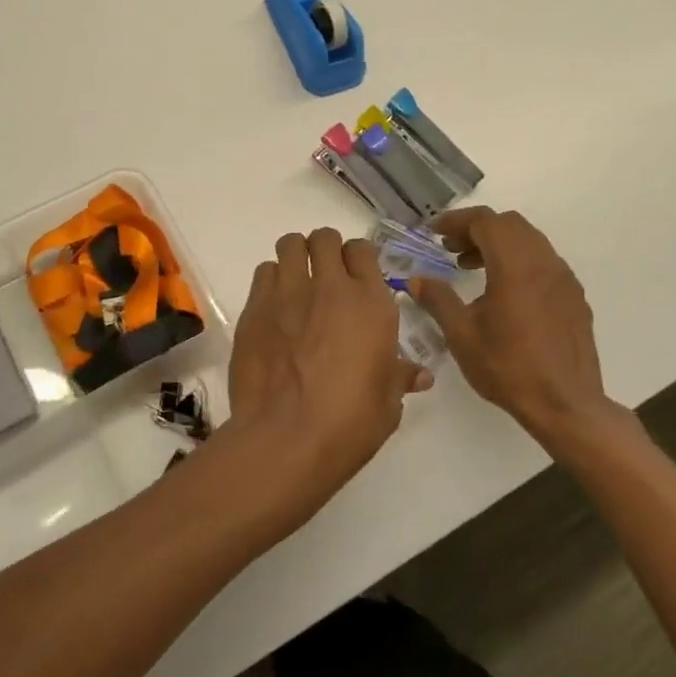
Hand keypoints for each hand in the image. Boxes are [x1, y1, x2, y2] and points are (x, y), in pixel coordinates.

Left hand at [214, 228, 432, 519]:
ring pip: (289, 245)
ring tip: (295, 284)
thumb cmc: (350, 423)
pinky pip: (263, 273)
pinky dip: (270, 282)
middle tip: (323, 276)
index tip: (354, 277)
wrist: (287, 437)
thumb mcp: (387, 403)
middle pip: (325, 238)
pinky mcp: (255, 308)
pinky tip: (273, 308)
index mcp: (370, 303)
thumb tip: (420, 375)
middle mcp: (330, 287)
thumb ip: (400, 377)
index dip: (357, 259)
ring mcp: (288, 293)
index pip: (362, 250)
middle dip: (324, 250)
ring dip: (294, 258)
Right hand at [410, 207, 627, 449]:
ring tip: (473, 268)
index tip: (435, 232)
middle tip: (451, 249)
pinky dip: (520, 261)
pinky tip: (505, 293)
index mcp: (515, 266)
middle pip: (510, 224)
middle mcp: (544, 263)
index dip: (457, 221)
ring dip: (499, 244)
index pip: (486, 221)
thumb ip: (438, 300)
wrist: (566, 405)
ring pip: (530, 241)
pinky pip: (544, 262)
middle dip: (477, 229)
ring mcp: (564, 279)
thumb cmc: (508, 368)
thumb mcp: (462, 336)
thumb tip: (417, 280)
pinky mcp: (575, 297)